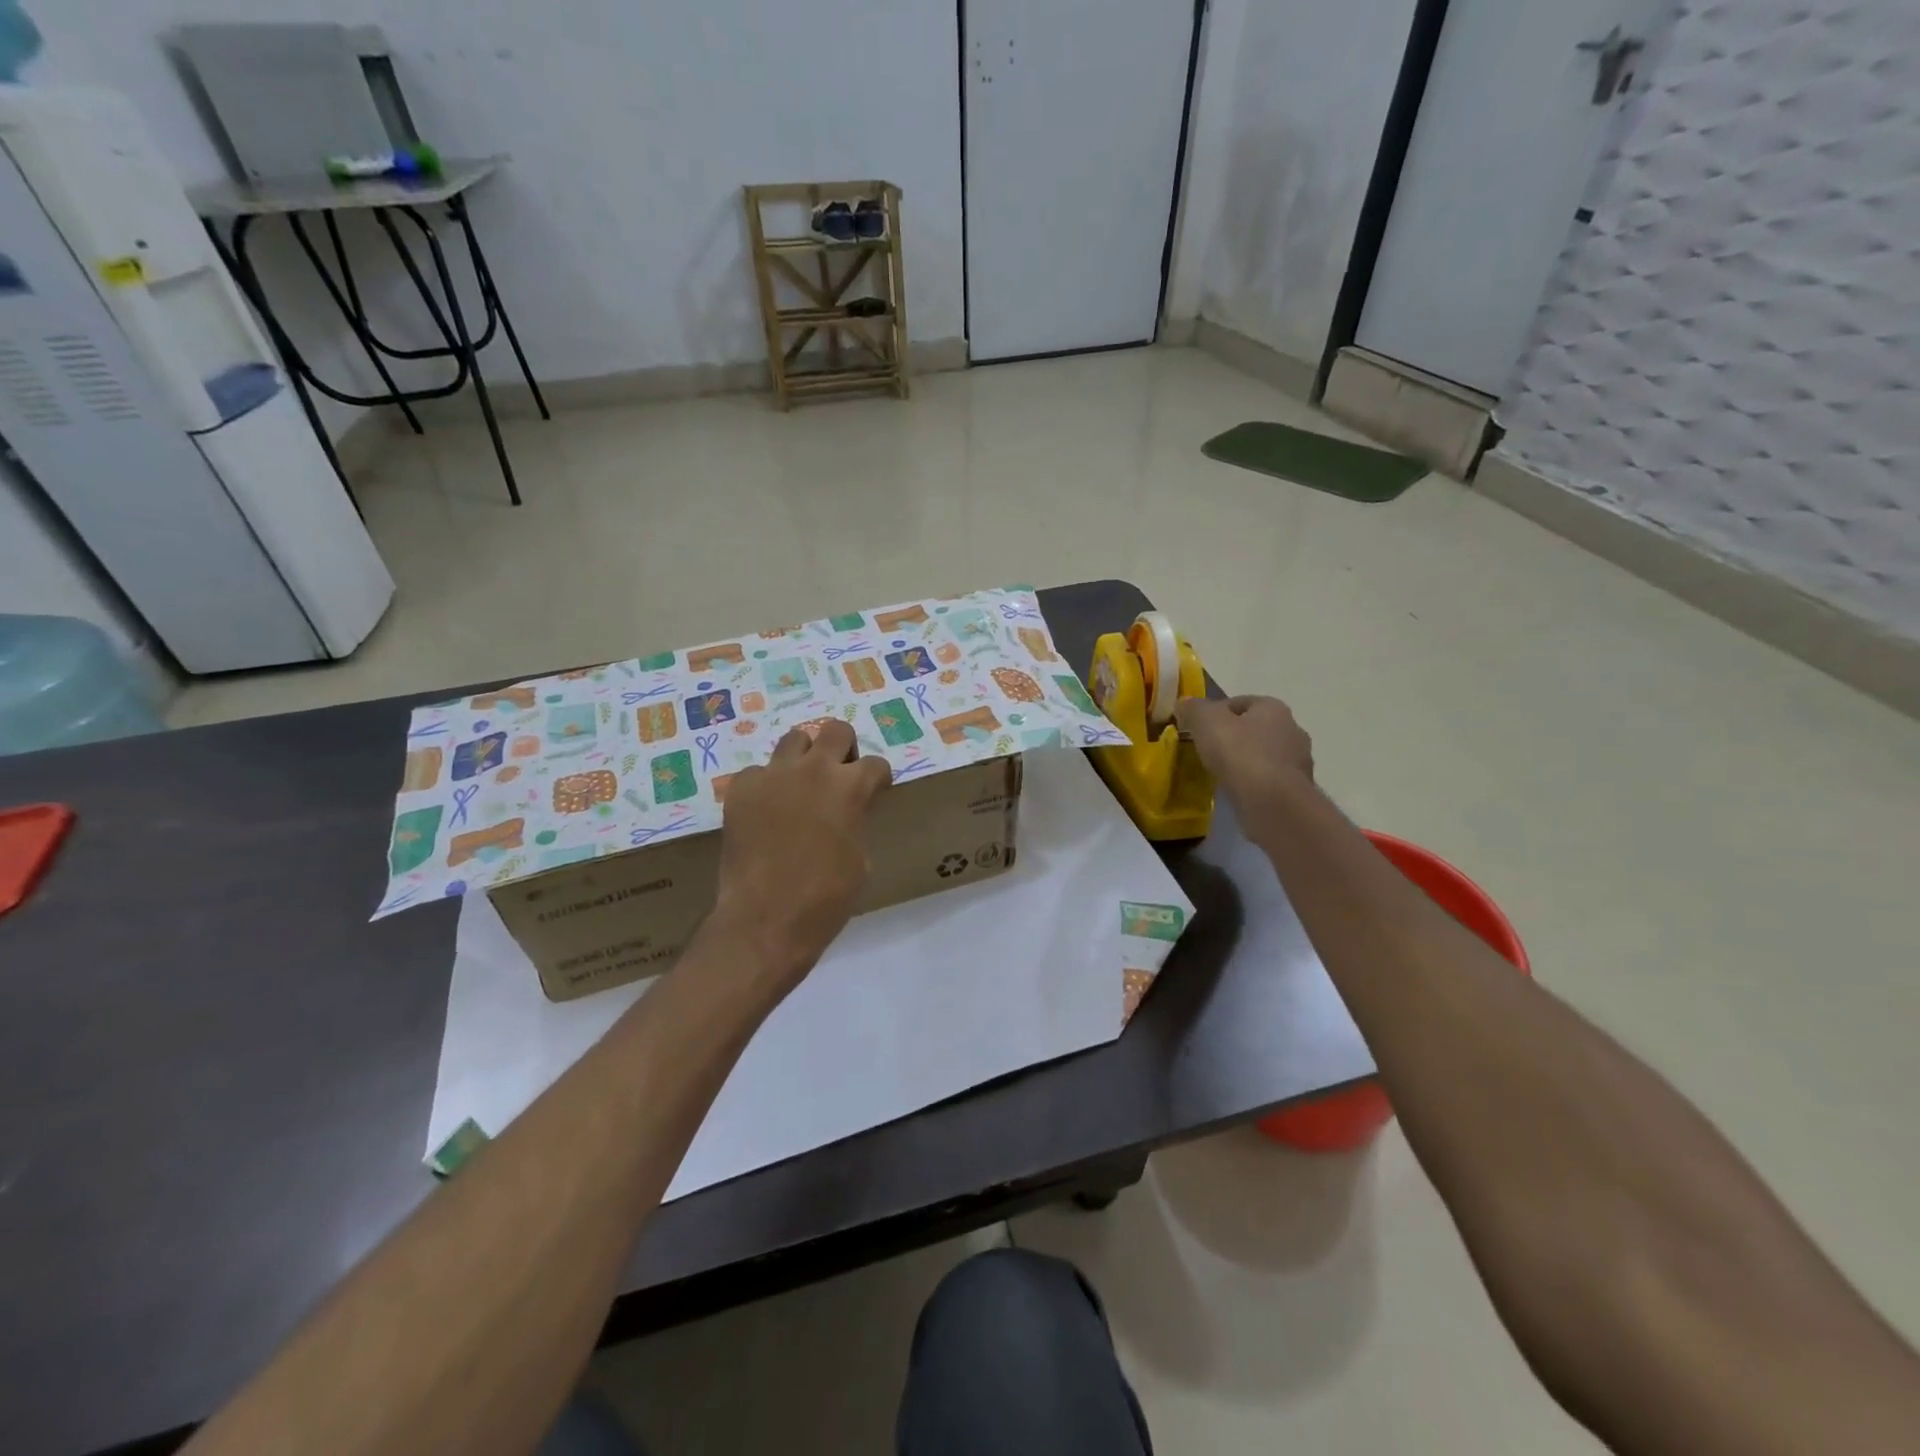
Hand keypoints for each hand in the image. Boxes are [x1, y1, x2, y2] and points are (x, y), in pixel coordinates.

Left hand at [711, 719, 891, 993]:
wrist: (766, 918)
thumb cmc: (826, 898)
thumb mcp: (860, 859)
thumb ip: (855, 822)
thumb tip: (846, 815)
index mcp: (851, 787)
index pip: (875, 764)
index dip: (878, 779)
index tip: (875, 792)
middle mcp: (814, 769)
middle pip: (836, 730)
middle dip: (843, 748)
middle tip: (839, 775)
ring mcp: (773, 775)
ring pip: (794, 740)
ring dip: (804, 757)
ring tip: (801, 785)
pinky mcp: (741, 788)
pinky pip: (758, 772)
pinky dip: (766, 786)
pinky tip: (765, 812)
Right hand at [1178, 695, 1314, 840]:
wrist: (1272, 802)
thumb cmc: (1239, 752)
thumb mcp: (1206, 721)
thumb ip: (1194, 709)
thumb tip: (1185, 703)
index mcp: (1273, 707)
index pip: (1241, 702)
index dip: (1217, 712)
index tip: (1199, 728)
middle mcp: (1292, 729)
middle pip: (1256, 728)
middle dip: (1235, 736)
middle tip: (1209, 750)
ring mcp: (1299, 761)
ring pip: (1265, 754)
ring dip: (1246, 761)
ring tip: (1222, 773)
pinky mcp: (1296, 790)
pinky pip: (1270, 780)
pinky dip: (1254, 782)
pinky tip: (1238, 791)